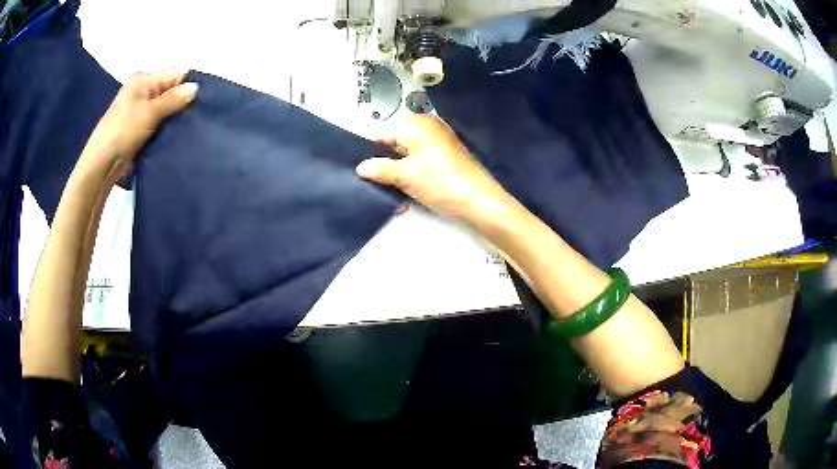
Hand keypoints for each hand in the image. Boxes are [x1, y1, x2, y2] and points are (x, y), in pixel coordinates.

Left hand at [77, 69, 198, 180]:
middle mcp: (142, 91)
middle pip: (170, 92)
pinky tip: (176, 136)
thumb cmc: (123, 132)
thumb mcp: (149, 112)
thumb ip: (173, 99)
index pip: (174, 75)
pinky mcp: (139, 129)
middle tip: (196, 117)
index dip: (187, 86)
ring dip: (174, 119)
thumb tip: (195, 87)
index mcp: (143, 80)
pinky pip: (158, 124)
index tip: (200, 101)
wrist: (102, 164)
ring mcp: (139, 111)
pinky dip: (166, 129)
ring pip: (165, 110)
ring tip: (188, 128)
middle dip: (182, 103)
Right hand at [357, 114, 512, 221]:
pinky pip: (421, 162)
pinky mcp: (446, 158)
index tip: (360, 171)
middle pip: (396, 142)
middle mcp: (429, 128)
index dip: (371, 151)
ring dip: (398, 172)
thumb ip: (380, 169)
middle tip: (372, 183)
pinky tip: (406, 189)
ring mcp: (439, 143)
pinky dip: (412, 174)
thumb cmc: (440, 182)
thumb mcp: (405, 175)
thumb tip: (360, 168)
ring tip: (387, 189)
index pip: (384, 132)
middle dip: (384, 162)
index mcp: (418, 124)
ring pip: (408, 155)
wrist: (479, 202)